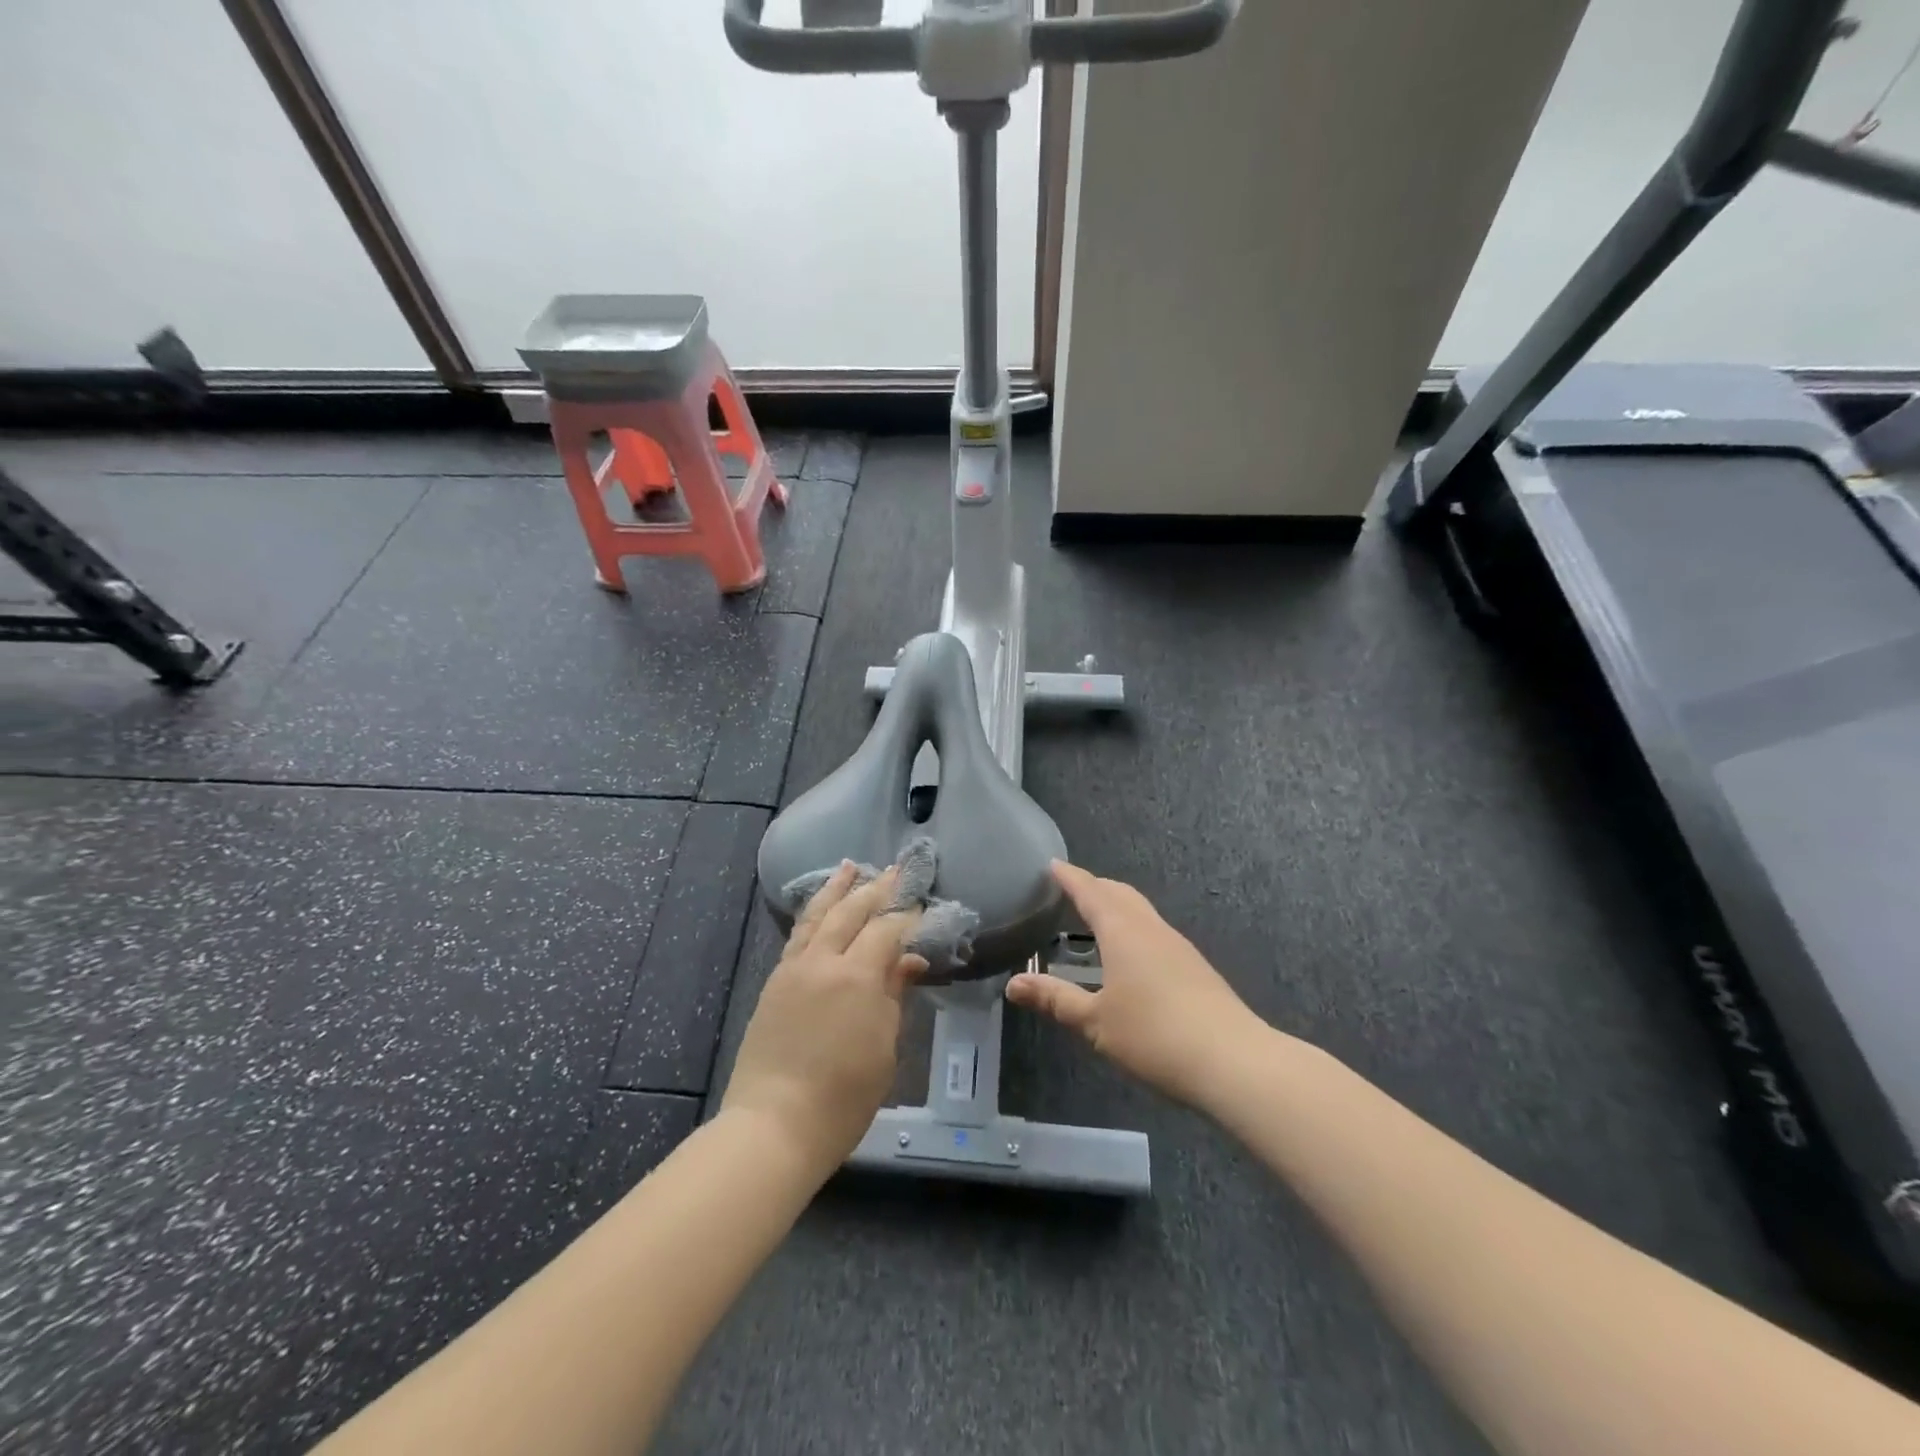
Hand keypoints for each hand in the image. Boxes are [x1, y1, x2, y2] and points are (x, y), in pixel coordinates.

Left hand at [722, 863, 924, 1170]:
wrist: (773, 1125)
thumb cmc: (843, 1097)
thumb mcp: (884, 1048)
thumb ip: (893, 996)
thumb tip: (909, 962)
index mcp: (856, 977)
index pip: (887, 930)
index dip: (908, 915)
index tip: (923, 903)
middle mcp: (823, 961)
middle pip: (851, 911)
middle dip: (877, 889)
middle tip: (897, 871)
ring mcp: (793, 968)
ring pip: (818, 914)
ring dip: (837, 889)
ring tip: (850, 867)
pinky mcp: (775, 981)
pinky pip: (798, 934)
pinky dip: (813, 912)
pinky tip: (820, 907)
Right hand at [1006, 861, 1260, 1109]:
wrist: (1234, 1061)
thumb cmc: (1154, 1036)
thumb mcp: (1095, 1022)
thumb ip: (1055, 1000)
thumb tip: (1013, 984)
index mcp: (1122, 931)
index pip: (1090, 891)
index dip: (1069, 877)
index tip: (1052, 865)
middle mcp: (1150, 928)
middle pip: (1119, 894)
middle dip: (1094, 887)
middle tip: (1069, 890)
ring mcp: (1177, 946)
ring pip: (1140, 911)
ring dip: (1115, 907)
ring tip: (1094, 919)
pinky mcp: (1194, 967)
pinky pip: (1154, 931)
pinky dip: (1133, 928)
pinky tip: (1129, 956)